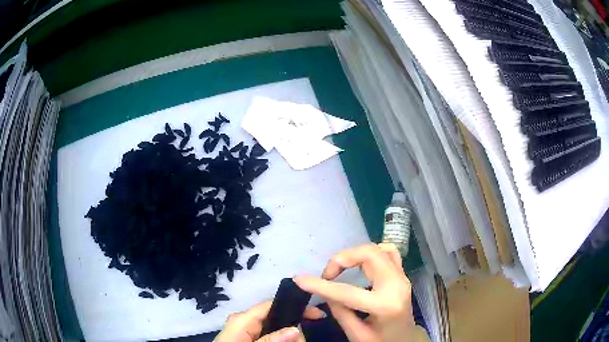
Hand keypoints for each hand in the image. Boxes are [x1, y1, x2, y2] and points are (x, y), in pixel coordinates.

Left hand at [215, 300, 324, 341]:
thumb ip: (271, 340)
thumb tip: (296, 328)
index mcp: (243, 319)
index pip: (272, 304)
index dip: (295, 307)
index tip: (317, 314)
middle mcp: (246, 321)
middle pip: (278, 319)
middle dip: (294, 331)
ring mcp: (248, 331)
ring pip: (278, 330)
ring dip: (290, 339)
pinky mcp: (250, 338)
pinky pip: (270, 336)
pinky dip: (281, 341)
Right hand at [294, 244, 428, 341]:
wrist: (406, 339)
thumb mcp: (356, 335)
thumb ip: (340, 312)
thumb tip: (327, 292)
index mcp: (385, 306)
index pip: (347, 292)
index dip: (320, 285)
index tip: (299, 279)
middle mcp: (397, 285)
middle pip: (369, 255)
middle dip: (341, 259)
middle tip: (327, 275)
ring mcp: (402, 277)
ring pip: (378, 249)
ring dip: (354, 254)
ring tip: (340, 269)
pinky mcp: (402, 274)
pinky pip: (388, 252)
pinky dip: (371, 253)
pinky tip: (361, 264)